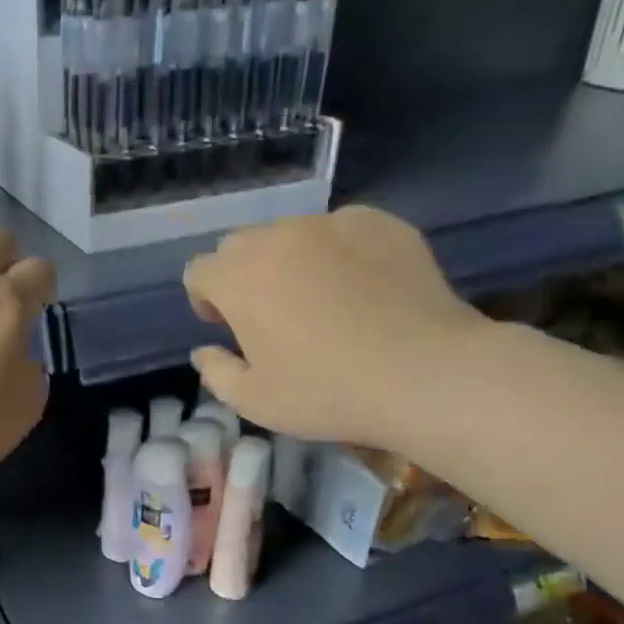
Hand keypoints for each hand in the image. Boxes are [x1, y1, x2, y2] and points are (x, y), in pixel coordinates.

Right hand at [182, 205, 485, 447]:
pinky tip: (362, 286)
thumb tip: (205, 350)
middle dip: (242, 274)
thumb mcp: (254, 401)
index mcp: (238, 278)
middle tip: (269, 312)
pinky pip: (340, 229)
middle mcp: (277, 238)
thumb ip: (215, 372)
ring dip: (288, 260)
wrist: (425, 373)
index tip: (227, 326)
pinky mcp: (380, 222)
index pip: (199, 270)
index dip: (205, 299)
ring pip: (290, 232)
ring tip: (320, 297)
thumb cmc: (327, 392)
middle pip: (240, 245)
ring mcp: (331, 224)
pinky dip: (337, 251)